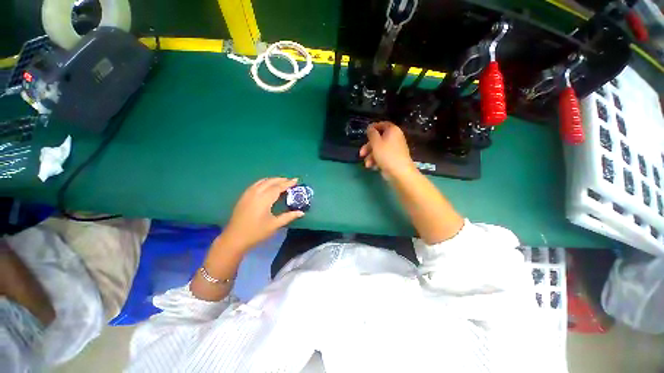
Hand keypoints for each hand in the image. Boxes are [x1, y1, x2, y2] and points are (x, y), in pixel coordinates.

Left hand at [219, 177, 303, 252]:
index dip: (288, 183)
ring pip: (262, 181)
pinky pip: (256, 184)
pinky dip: (264, 182)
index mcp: (264, 199)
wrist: (234, 238)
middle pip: (270, 182)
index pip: (278, 187)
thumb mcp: (274, 225)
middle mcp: (256, 193)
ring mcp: (248, 194)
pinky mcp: (243, 197)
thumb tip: (301, 213)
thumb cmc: (256, 232)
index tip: (296, 180)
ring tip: (281, 182)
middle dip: (281, 180)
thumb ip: (288, 217)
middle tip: (290, 181)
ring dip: (272, 180)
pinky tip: (267, 186)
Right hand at [359, 122, 415, 178]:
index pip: (383, 124)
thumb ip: (372, 134)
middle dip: (368, 147)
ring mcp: (394, 149)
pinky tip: (372, 167)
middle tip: (361, 154)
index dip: (374, 127)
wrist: (399, 172)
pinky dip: (376, 160)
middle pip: (378, 139)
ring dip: (370, 156)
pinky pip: (382, 157)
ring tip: (367, 164)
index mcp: (392, 131)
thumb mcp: (376, 142)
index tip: (365, 132)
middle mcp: (394, 138)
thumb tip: (370, 127)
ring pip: (379, 149)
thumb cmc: (386, 154)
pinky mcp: (392, 159)